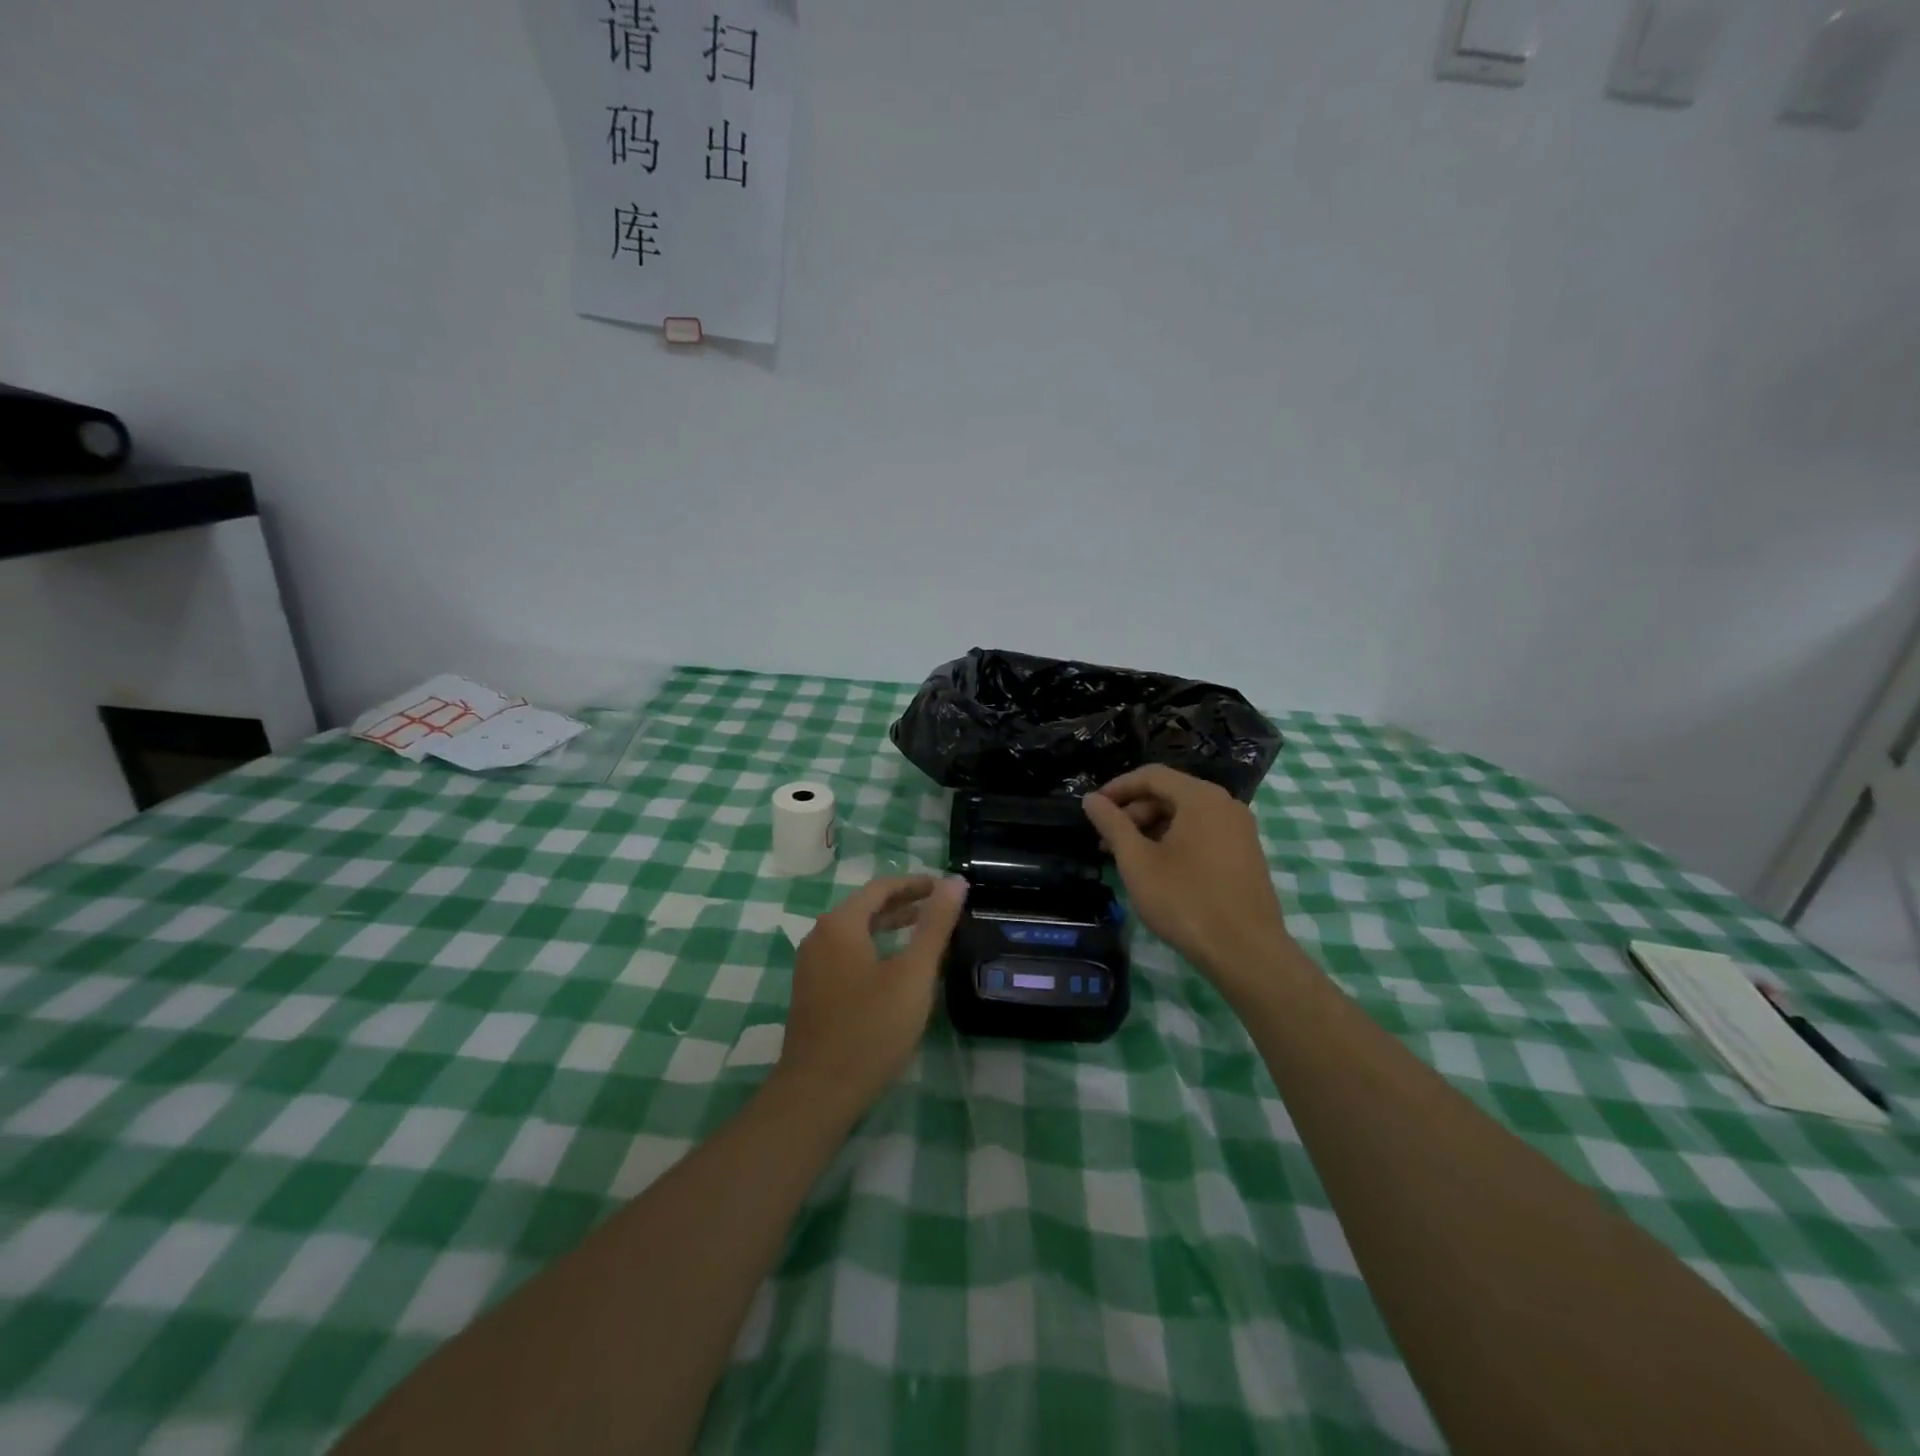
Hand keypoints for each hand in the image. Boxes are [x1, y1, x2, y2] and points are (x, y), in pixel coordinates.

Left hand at [777, 875, 967, 1118]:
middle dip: (903, 904)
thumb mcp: (913, 974)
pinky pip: (846, 954)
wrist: (818, 1092)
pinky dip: (873, 948)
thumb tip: (954, 881)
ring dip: (888, 927)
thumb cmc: (871, 1028)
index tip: (944, 887)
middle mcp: (819, 936)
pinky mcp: (811, 991)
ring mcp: (811, 966)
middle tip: (938, 907)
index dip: (914, 884)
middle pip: (865, 907)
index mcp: (840, 924)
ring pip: (855, 932)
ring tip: (922, 933)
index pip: (880, 887)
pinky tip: (893, 969)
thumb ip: (934, 925)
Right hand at [1082, 766, 1291, 988]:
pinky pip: (1204, 833)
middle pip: (1170, 793)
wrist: (1246, 952)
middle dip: (1134, 812)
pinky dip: (1176, 841)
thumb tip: (1091, 799)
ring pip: (1187, 815)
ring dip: (1153, 829)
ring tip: (1128, 858)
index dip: (1117, 787)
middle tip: (1106, 840)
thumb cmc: (1185, 900)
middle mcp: (1226, 804)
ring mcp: (1241, 830)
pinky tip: (1159, 869)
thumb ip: (1112, 824)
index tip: (1093, 808)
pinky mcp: (1246, 854)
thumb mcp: (1137, 861)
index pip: (1152, 775)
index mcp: (1201, 798)